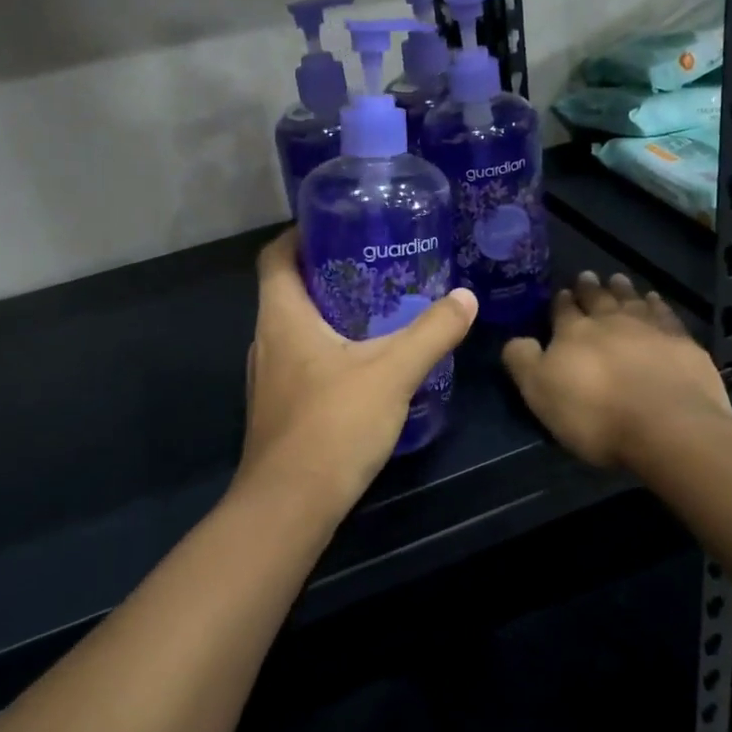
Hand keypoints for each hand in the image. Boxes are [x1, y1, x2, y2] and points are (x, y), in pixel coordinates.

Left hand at [238, 229, 477, 517]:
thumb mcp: (392, 372)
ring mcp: (268, 378)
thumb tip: (465, 298)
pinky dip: (329, 348)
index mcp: (282, 317)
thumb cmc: (333, 425)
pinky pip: (302, 360)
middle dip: (327, 272)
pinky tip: (365, 362)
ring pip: (296, 328)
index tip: (338, 225)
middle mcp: (266, 340)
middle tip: (375, 264)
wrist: (289, 506)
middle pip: (288, 290)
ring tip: (377, 308)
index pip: (275, 256)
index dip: (300, 234)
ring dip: (329, 313)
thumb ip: (431, 332)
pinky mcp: (279, 408)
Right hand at [502, 270, 731, 468]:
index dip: (561, 302)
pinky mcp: (682, 341)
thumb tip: (515, 339)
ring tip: (617, 279)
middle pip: (597, 298)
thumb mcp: (540, 393)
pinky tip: (655, 300)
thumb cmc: (595, 414)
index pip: (563, 310)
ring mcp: (649, 327)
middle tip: (587, 276)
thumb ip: (523, 361)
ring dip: (622, 289)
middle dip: (589, 288)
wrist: (666, 425)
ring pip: (631, 299)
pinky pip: (665, 314)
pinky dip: (657, 304)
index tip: (561, 293)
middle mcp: (609, 320)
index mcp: (573, 332)